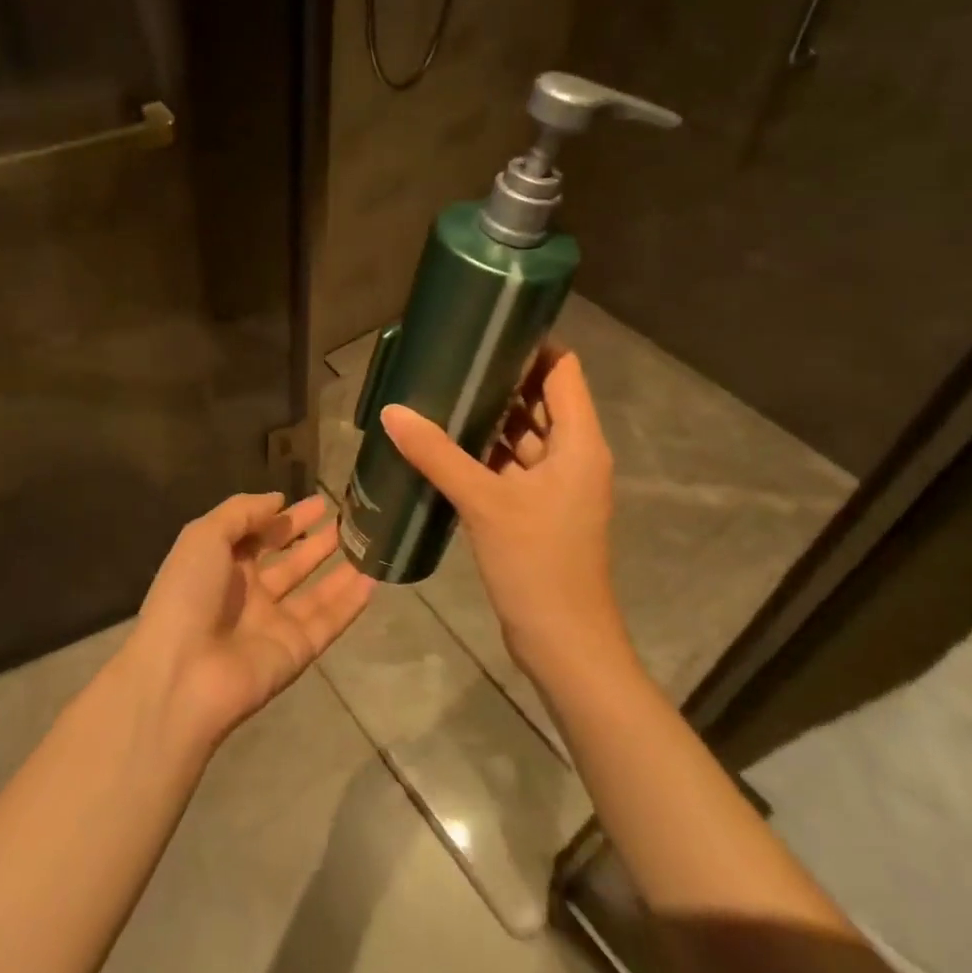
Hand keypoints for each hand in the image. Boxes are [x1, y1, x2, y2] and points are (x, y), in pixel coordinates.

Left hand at [125, 493, 373, 752]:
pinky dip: (351, 603)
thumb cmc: (188, 593)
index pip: (260, 536)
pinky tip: (375, 579)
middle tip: (349, 519)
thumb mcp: (204, 536)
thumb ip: (242, 512)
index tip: (319, 502)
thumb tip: (278, 499)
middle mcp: (249, 594)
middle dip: (317, 541)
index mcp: (222, 566)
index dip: (287, 518)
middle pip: (290, 562)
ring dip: (340, 568)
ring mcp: (274, 624)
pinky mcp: (296, 651)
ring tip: (370, 542)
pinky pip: (329, 622)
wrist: (182, 674)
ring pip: (315, 592)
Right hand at [380, 347, 628, 680]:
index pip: (564, 372)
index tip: (488, 328)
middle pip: (542, 400)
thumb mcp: (484, 503)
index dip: (534, 345)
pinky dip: (488, 451)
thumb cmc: (538, 564)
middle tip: (453, 357)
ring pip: (526, 435)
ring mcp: (558, 486)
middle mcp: (575, 456)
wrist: (565, 644)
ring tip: (444, 391)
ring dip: (492, 416)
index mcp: (579, 443)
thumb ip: (437, 454)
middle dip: (502, 378)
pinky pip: (514, 465)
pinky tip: (447, 443)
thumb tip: (392, 411)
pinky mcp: (540, 510)